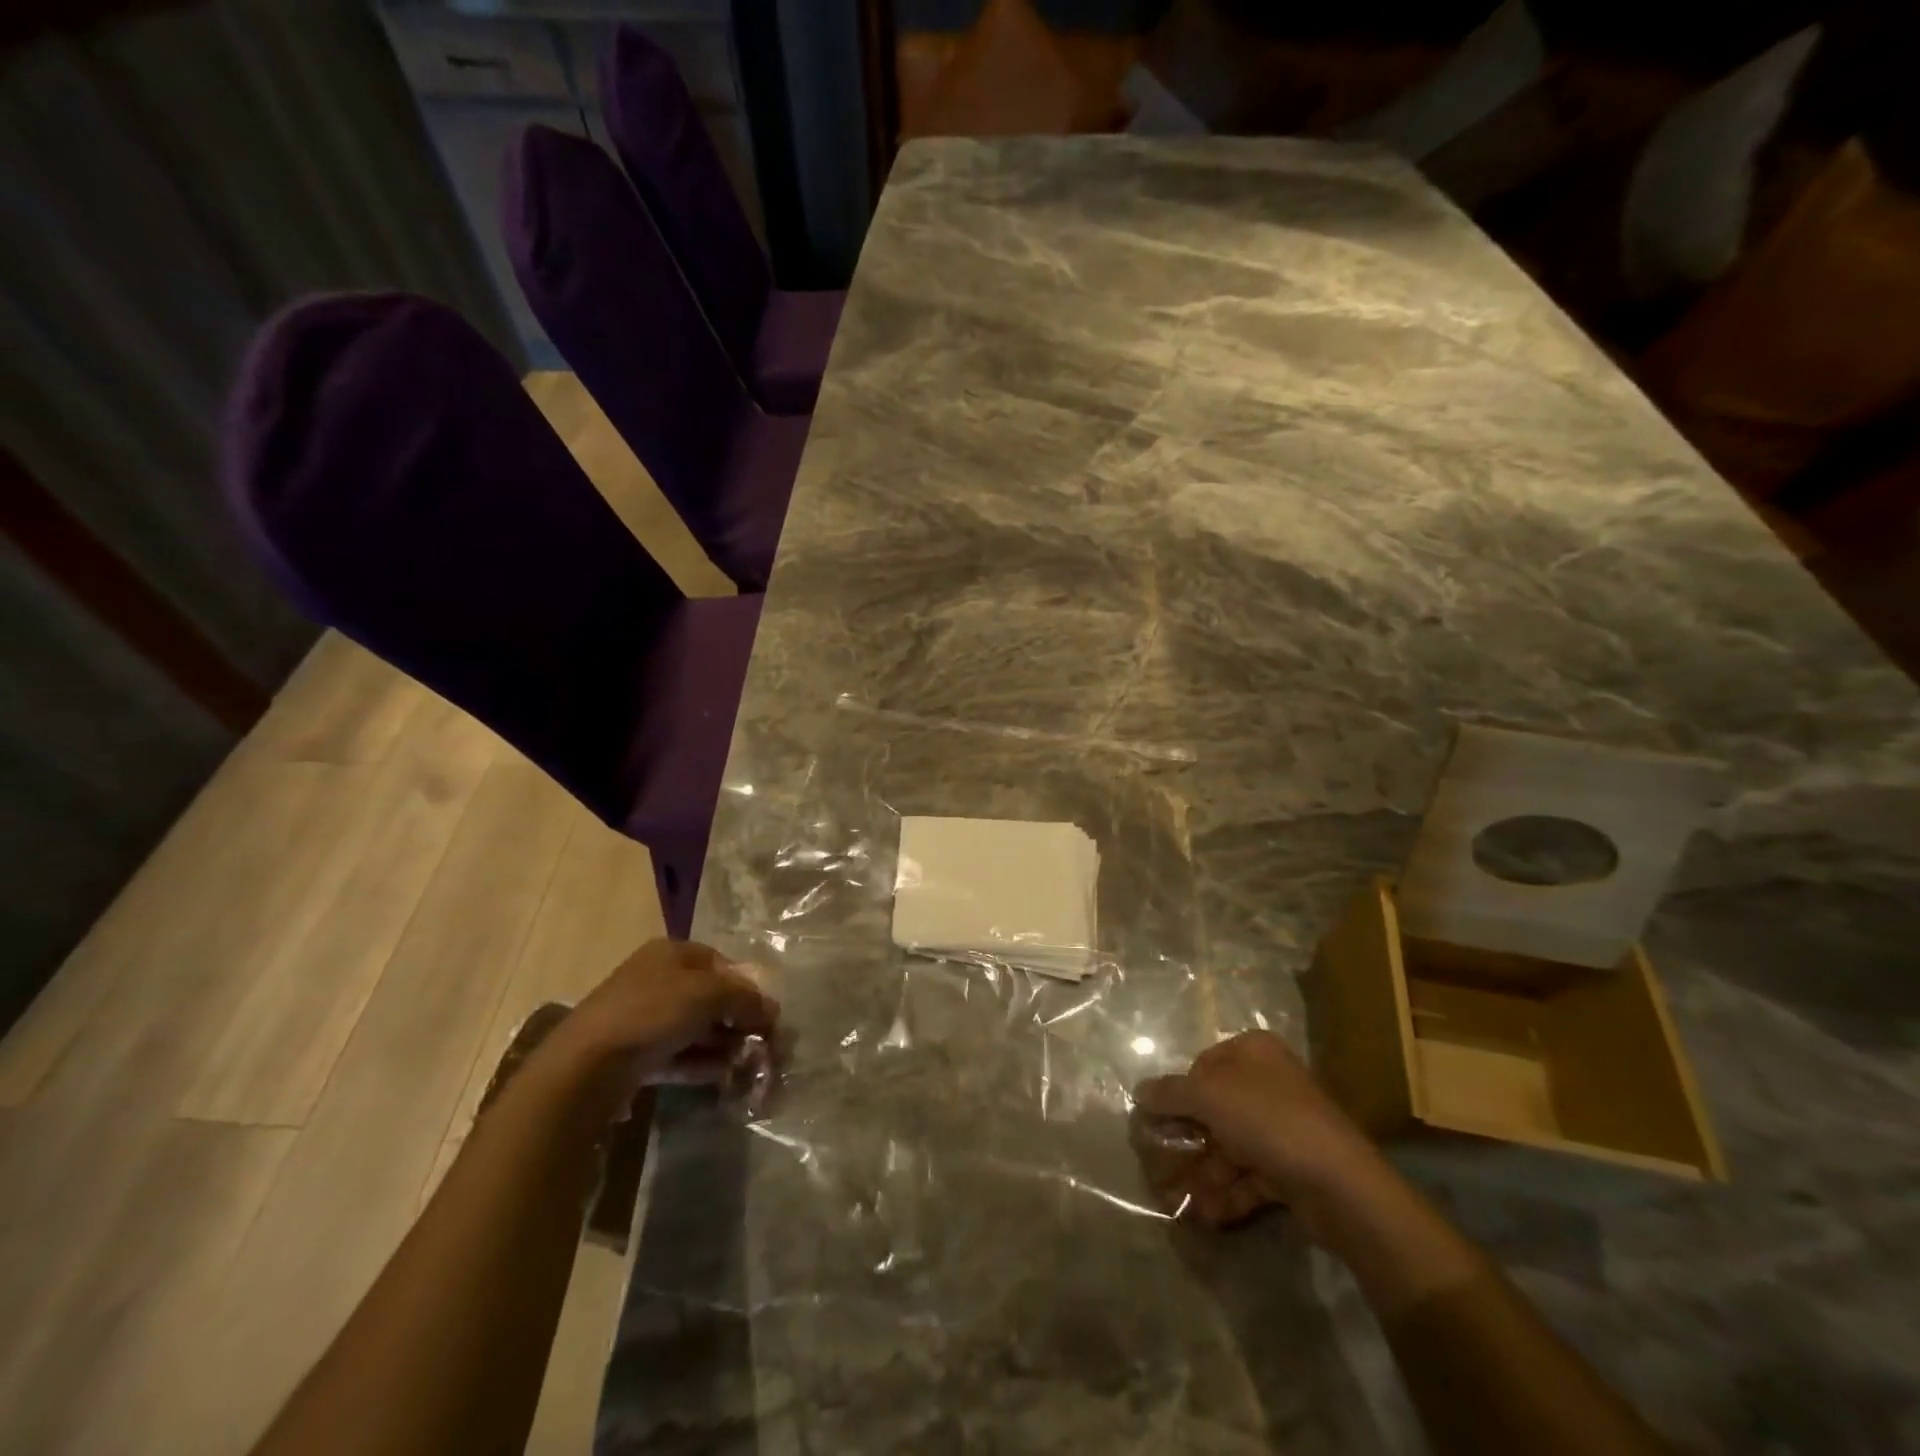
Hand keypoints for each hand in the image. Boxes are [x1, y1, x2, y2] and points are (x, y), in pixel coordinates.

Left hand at [552, 940, 778, 1101]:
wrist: (587, 1065)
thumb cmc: (653, 1012)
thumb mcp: (709, 994)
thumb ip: (745, 998)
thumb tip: (772, 1008)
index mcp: (671, 953)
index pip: (720, 963)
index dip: (746, 984)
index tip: (765, 1011)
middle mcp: (657, 979)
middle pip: (709, 996)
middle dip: (736, 1018)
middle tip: (760, 1040)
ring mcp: (643, 1017)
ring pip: (694, 1027)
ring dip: (722, 1043)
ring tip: (745, 1061)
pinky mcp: (635, 1054)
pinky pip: (678, 1054)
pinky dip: (701, 1063)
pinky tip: (723, 1075)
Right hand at [1132, 1030, 1381, 1230]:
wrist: (1341, 1186)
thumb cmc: (1269, 1121)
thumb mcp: (1208, 1097)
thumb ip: (1170, 1093)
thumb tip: (1139, 1092)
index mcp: (1252, 1053)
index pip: (1201, 1067)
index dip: (1176, 1096)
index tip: (1155, 1125)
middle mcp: (1268, 1084)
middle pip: (1213, 1111)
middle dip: (1185, 1144)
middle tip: (1157, 1169)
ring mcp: (1282, 1128)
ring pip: (1228, 1148)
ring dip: (1201, 1175)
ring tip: (1175, 1203)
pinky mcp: (1292, 1169)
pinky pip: (1248, 1177)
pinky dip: (1226, 1193)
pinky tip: (1205, 1214)